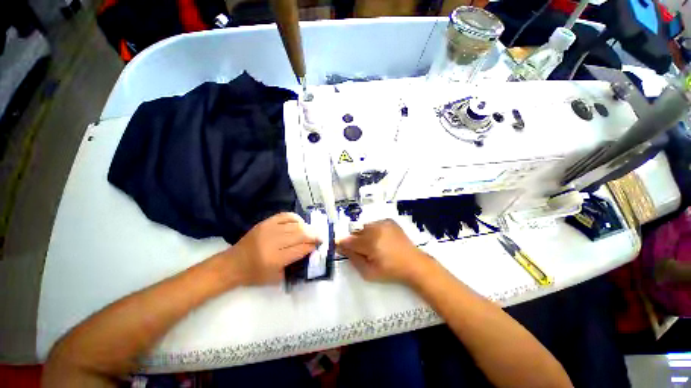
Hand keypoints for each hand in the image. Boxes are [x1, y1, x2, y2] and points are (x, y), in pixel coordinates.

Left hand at [218, 212, 318, 285]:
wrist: (233, 263)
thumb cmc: (255, 274)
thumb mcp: (276, 277)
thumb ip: (295, 265)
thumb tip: (310, 251)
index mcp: (275, 259)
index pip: (301, 249)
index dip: (312, 246)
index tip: (319, 246)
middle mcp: (273, 242)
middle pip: (300, 234)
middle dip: (314, 235)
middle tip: (320, 237)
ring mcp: (268, 230)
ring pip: (295, 224)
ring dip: (307, 227)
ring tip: (312, 230)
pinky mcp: (265, 223)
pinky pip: (285, 216)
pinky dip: (295, 218)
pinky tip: (300, 223)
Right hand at [337, 219, 432, 283]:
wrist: (413, 263)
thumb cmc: (390, 271)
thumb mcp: (368, 272)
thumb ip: (352, 258)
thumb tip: (340, 247)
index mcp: (370, 243)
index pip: (349, 240)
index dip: (342, 244)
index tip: (338, 246)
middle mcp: (375, 229)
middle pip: (356, 232)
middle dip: (355, 240)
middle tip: (363, 250)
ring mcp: (383, 223)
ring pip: (364, 227)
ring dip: (364, 235)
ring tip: (374, 245)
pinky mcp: (389, 221)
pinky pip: (374, 224)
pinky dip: (373, 230)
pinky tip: (381, 239)